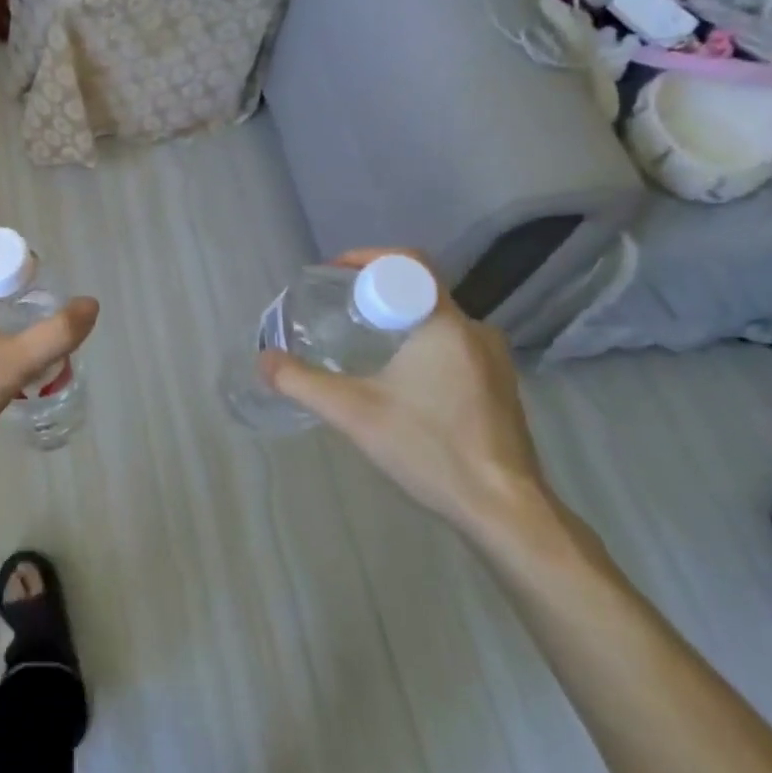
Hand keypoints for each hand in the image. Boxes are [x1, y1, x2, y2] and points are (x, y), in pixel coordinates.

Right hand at [260, 249, 549, 541]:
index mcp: (446, 324)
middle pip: (419, 291)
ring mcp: (494, 361)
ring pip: (436, 322)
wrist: (507, 513)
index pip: (409, 264)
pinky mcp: (499, 389)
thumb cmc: (432, 449)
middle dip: (375, 294)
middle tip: (338, 312)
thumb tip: (264, 360)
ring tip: (361, 344)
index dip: (367, 259)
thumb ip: (302, 382)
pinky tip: (398, 381)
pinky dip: (420, 347)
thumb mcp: (353, 413)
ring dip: (398, 323)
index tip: (334, 276)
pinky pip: (453, 347)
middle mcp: (476, 331)